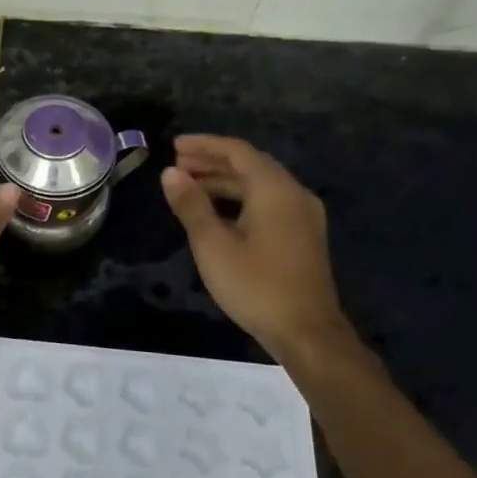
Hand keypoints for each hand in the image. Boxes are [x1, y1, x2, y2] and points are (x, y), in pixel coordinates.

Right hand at [161, 135, 357, 364]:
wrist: (306, 332)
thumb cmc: (255, 285)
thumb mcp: (213, 245)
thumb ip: (191, 205)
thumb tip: (170, 173)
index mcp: (274, 189)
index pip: (237, 151)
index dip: (204, 145)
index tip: (174, 146)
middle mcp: (293, 194)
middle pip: (250, 165)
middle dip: (212, 162)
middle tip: (177, 165)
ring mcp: (303, 215)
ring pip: (259, 185)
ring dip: (224, 182)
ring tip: (189, 186)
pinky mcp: (302, 235)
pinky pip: (267, 203)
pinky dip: (240, 199)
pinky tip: (217, 213)